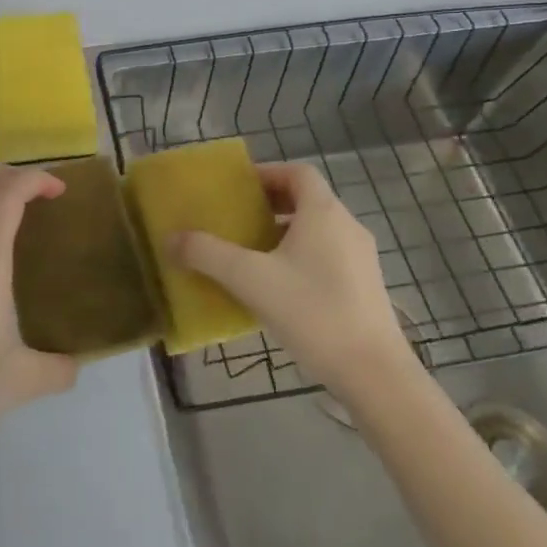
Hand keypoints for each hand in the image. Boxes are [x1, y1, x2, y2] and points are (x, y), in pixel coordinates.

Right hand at [170, 161, 414, 392]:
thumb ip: (207, 254)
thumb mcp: (250, 280)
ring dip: (284, 234)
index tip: (238, 189)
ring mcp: (361, 258)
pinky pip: (327, 256)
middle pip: (307, 200)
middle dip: (270, 206)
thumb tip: (171, 239)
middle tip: (237, 221)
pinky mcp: (365, 287)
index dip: (267, 173)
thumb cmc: (313, 313)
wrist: (374, 373)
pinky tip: (277, 289)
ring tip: (251, 255)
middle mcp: (347, 227)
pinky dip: (300, 258)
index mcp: (324, 213)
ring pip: (317, 231)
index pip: (298, 172)